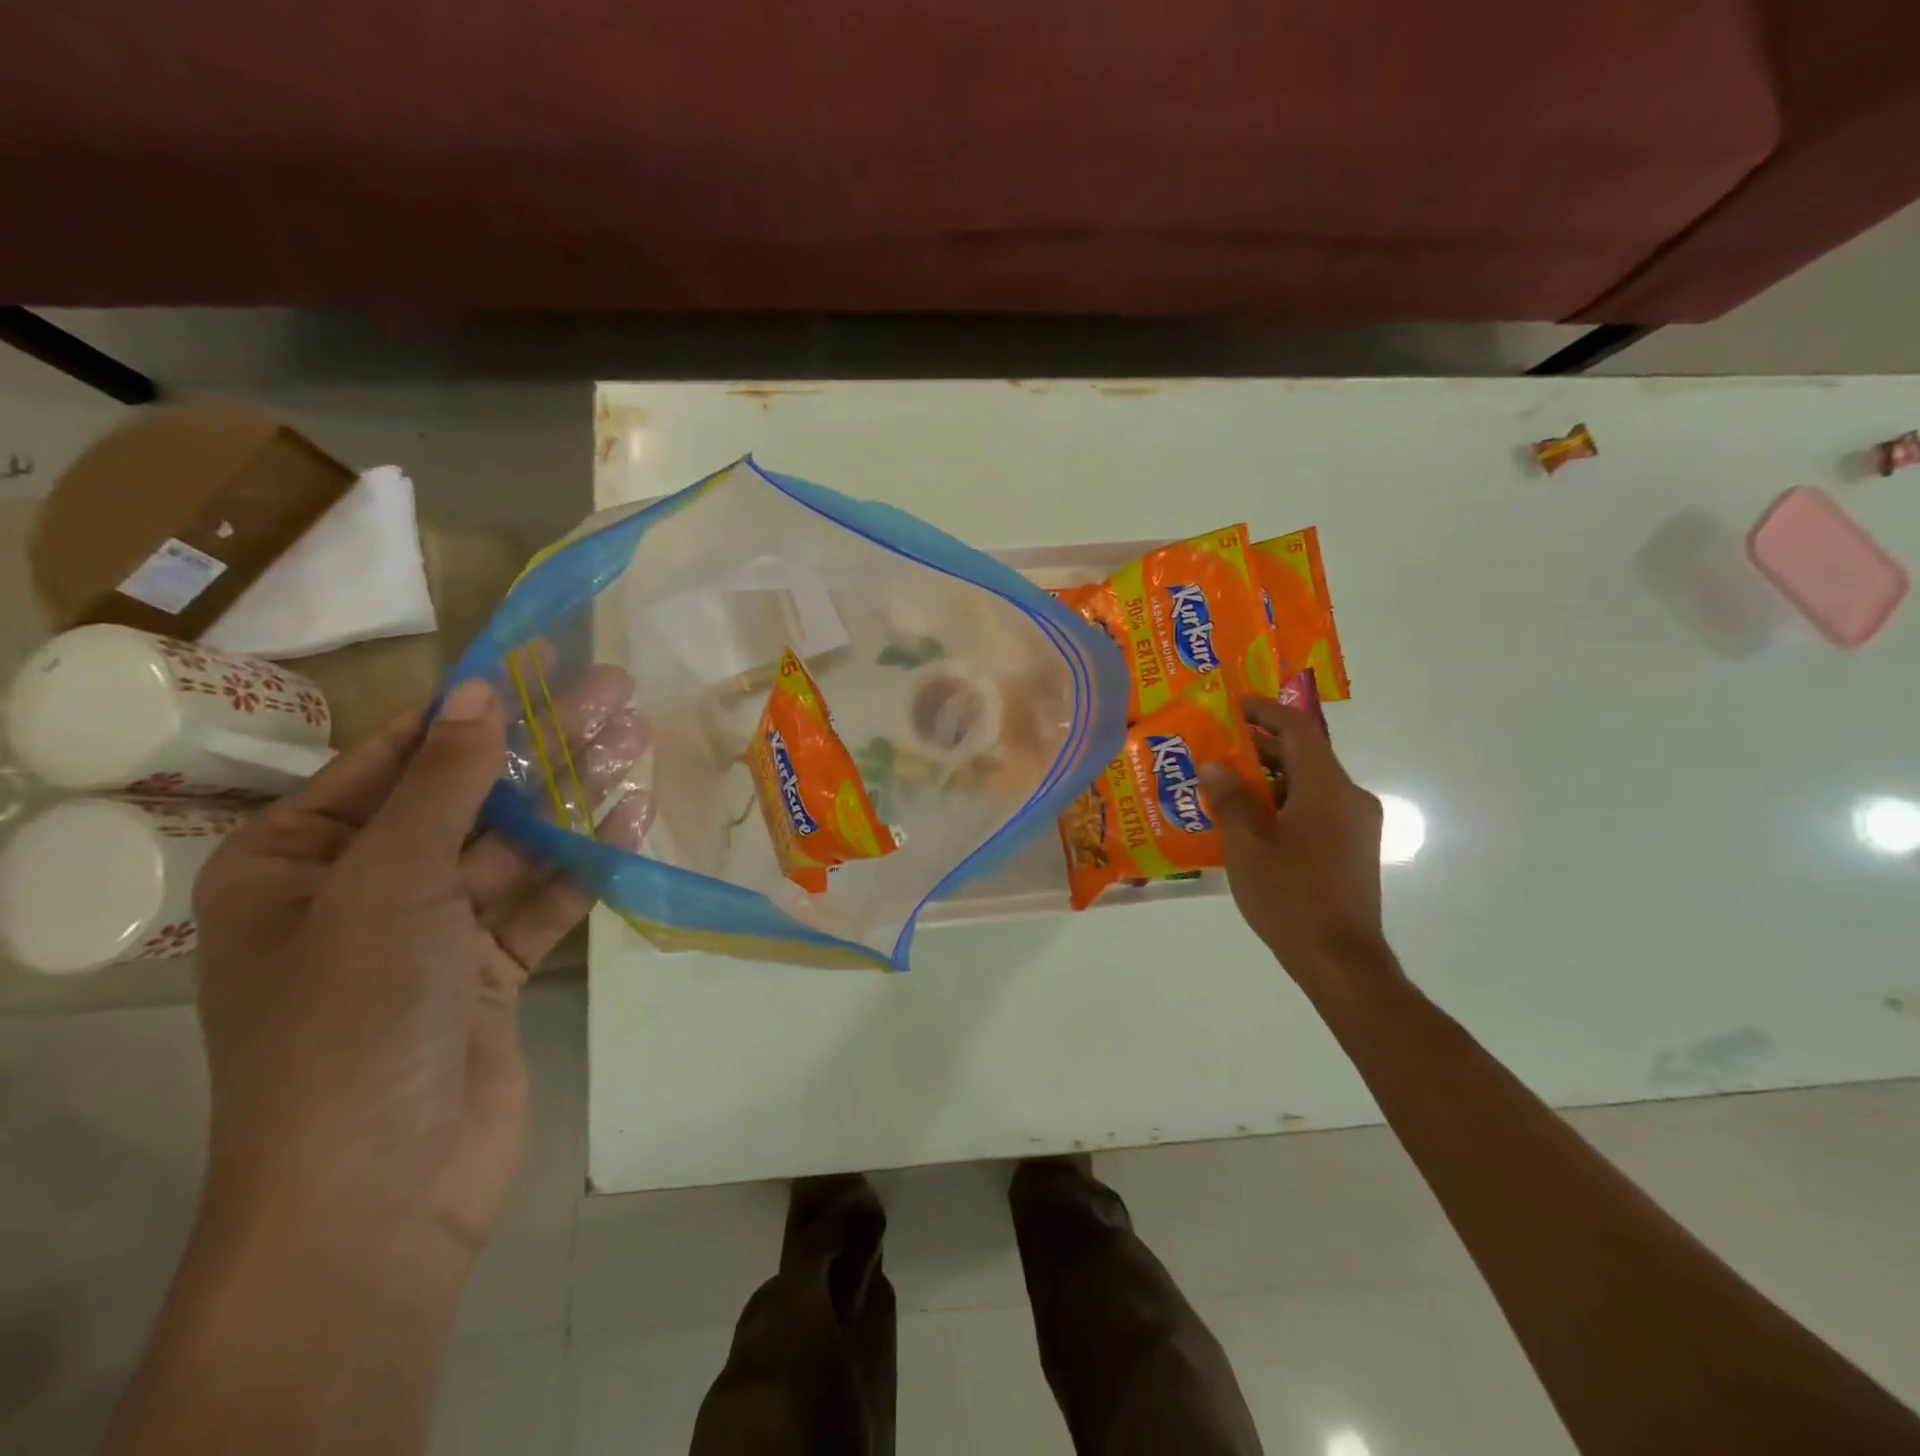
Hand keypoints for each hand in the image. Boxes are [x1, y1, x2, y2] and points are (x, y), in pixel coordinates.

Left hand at [191, 667, 648, 1273]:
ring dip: (573, 798)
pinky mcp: (490, 971)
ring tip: (637, 742)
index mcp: (297, 862)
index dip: (469, 706)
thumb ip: (442, 785)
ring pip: (515, 846)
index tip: (535, 662)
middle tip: (614, 692)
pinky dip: (583, 864)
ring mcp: (433, 933)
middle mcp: (362, 890)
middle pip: (469, 797)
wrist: (382, 1188)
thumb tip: (479, 692)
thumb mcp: (387, 885)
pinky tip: (630, 822)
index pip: (394, 759)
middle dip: (541, 745)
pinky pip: (542, 901)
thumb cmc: (352, 1020)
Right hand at [1199, 695, 1385, 979]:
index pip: (1298, 730)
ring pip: (1309, 783)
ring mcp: (1356, 825)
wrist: (1341, 961)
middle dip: (1261, 746)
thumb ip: (1230, 799)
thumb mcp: (1247, 846)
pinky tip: (1251, 821)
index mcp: (1327, 789)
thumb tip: (1214, 764)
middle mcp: (1349, 798)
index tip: (1233, 705)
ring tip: (1225, 784)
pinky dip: (1284, 802)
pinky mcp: (1353, 848)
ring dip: (1270, 777)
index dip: (1265, 711)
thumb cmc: (1291, 897)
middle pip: (1304, 755)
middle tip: (1216, 746)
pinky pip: (1316, 808)